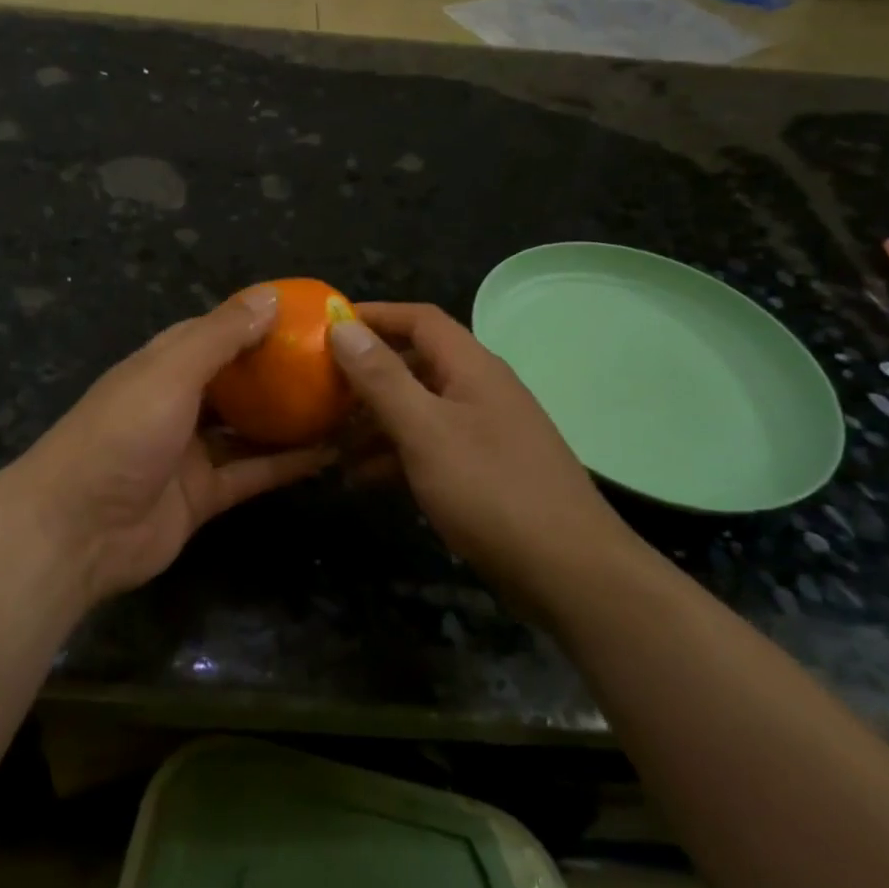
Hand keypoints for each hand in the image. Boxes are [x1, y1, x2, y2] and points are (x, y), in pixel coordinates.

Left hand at [8, 288, 333, 607]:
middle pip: (238, 380)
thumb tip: (271, 296)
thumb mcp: (171, 372)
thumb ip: (221, 336)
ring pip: (250, 428)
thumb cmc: (122, 433)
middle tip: (337, 363)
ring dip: (290, 418)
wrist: (76, 529)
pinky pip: (253, 473)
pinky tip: (331, 453)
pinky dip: (287, 464)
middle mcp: (179, 402)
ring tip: (344, 404)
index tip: (308, 316)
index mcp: (164, 365)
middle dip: (281, 372)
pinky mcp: (204, 494)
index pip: (217, 332)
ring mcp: (191, 450)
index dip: (258, 322)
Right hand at [328, 303, 629, 581]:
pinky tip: (362, 478)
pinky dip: (395, 454)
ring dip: (374, 420)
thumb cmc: (492, 490)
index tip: (326, 325)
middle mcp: (480, 390)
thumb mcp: (425, 430)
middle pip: (415, 363)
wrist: (571, 573)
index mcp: (472, 367)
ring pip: (418, 408)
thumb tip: (342, 326)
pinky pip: (430, 446)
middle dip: (365, 374)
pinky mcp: (484, 470)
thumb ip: (382, 378)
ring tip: (328, 441)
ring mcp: (485, 431)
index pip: (419, 319)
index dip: (374, 315)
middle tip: (318, 389)